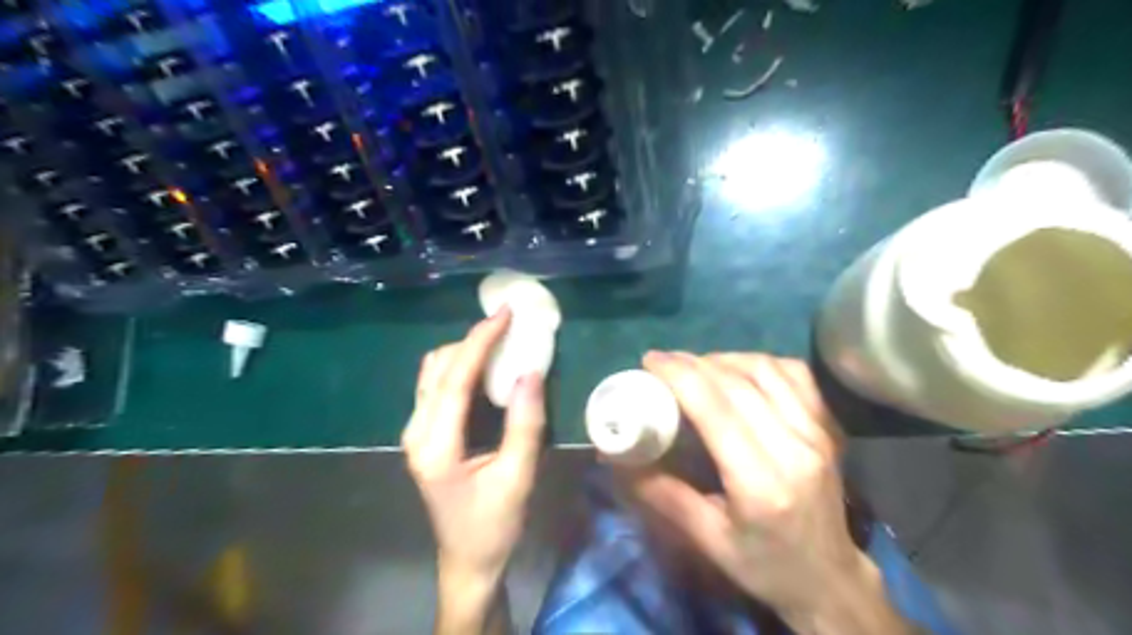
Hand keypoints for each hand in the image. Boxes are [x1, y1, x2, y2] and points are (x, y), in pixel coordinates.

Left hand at [401, 307, 547, 586]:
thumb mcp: (517, 476)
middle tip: (508, 324)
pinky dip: (459, 366)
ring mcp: (414, 432)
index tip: (504, 314)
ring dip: (464, 351)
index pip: (455, 378)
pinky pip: (436, 386)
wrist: (467, 559)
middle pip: (438, 368)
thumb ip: (524, 424)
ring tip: (499, 340)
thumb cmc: (494, 523)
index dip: (480, 341)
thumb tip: (530, 372)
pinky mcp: (423, 433)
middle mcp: (416, 432)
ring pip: (433, 373)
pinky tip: (484, 366)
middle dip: (472, 340)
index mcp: (435, 445)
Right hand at [627, 354, 873, 628]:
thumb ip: (662, 493)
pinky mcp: (827, 425)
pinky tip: (738, 371)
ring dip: (724, 359)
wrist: (829, 578)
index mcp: (761, 483)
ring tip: (696, 365)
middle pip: (738, 383)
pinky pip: (794, 373)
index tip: (650, 361)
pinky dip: (759, 362)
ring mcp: (817, 433)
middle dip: (693, 363)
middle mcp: (794, 448)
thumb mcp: (707, 539)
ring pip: (766, 369)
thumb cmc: (764, 565)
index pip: (716, 410)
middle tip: (663, 362)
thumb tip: (617, 459)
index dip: (680, 376)